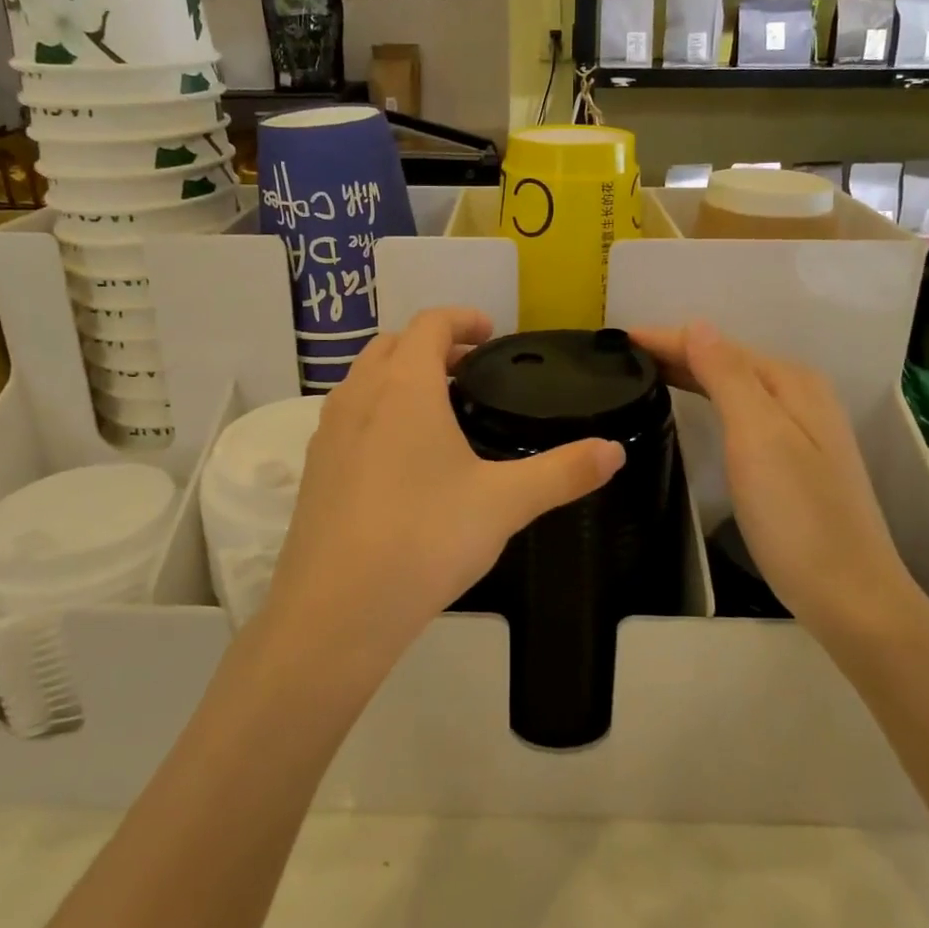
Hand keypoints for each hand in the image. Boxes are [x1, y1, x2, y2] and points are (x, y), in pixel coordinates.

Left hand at [265, 307, 624, 672]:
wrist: (337, 609)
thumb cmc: (426, 537)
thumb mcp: (505, 503)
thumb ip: (563, 472)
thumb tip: (614, 451)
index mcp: (405, 387)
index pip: (430, 324)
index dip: (462, 318)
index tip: (490, 332)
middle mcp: (359, 396)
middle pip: (393, 344)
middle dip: (432, 345)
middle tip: (470, 370)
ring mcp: (328, 433)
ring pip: (364, 379)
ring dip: (399, 376)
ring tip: (438, 409)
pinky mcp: (314, 470)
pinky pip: (347, 418)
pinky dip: (376, 412)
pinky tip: (401, 459)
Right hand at [628, 321, 924, 637]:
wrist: (849, 596)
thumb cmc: (797, 515)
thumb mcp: (758, 437)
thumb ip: (728, 377)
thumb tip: (698, 325)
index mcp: (791, 383)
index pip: (717, 346)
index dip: (668, 339)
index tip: (618, 338)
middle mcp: (800, 396)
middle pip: (727, 362)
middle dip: (676, 352)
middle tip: (622, 356)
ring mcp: (800, 430)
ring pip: (733, 387)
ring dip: (691, 374)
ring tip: (645, 373)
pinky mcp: (793, 460)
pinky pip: (740, 411)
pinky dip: (709, 400)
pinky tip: (692, 407)